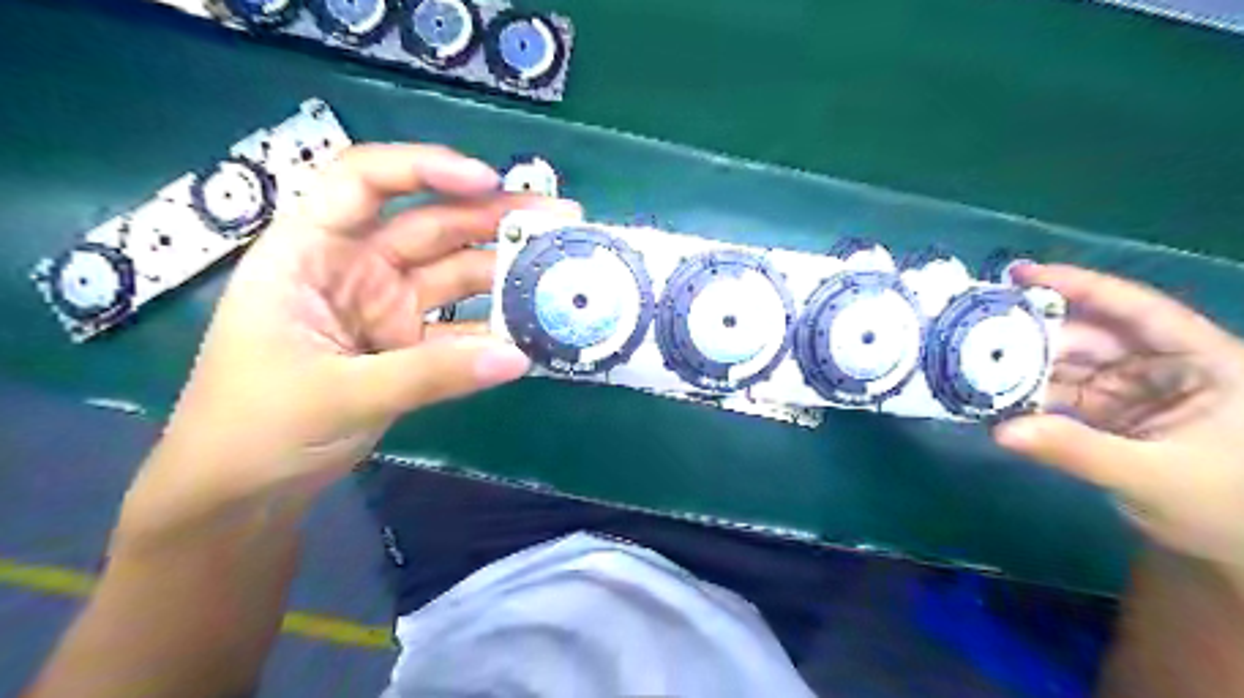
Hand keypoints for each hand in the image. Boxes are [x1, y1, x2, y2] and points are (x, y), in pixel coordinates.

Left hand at [136, 143, 583, 506]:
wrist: (243, 492)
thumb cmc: (255, 428)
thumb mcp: (340, 395)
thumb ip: (432, 375)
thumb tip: (518, 357)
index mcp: (310, 253)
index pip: (363, 181)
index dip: (425, 168)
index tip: (488, 181)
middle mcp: (354, 268)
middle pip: (430, 224)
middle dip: (494, 217)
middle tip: (559, 217)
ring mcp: (386, 307)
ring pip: (454, 273)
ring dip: (505, 269)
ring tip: (562, 266)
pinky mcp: (408, 345)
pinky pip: (461, 325)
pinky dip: (496, 326)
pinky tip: (535, 324)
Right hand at [993, 261, 1243, 577]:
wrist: (1235, 550)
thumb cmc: (1224, 508)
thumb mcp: (1153, 477)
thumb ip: (1077, 450)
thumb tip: (1000, 431)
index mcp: (1202, 361)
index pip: (1135, 309)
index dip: (1079, 285)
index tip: (1019, 273)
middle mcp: (1165, 365)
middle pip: (1090, 336)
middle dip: (1033, 334)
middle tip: (974, 331)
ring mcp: (1135, 389)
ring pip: (1069, 365)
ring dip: (1024, 367)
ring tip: (972, 364)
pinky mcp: (1112, 413)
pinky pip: (1063, 395)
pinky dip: (1030, 397)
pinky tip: (995, 397)